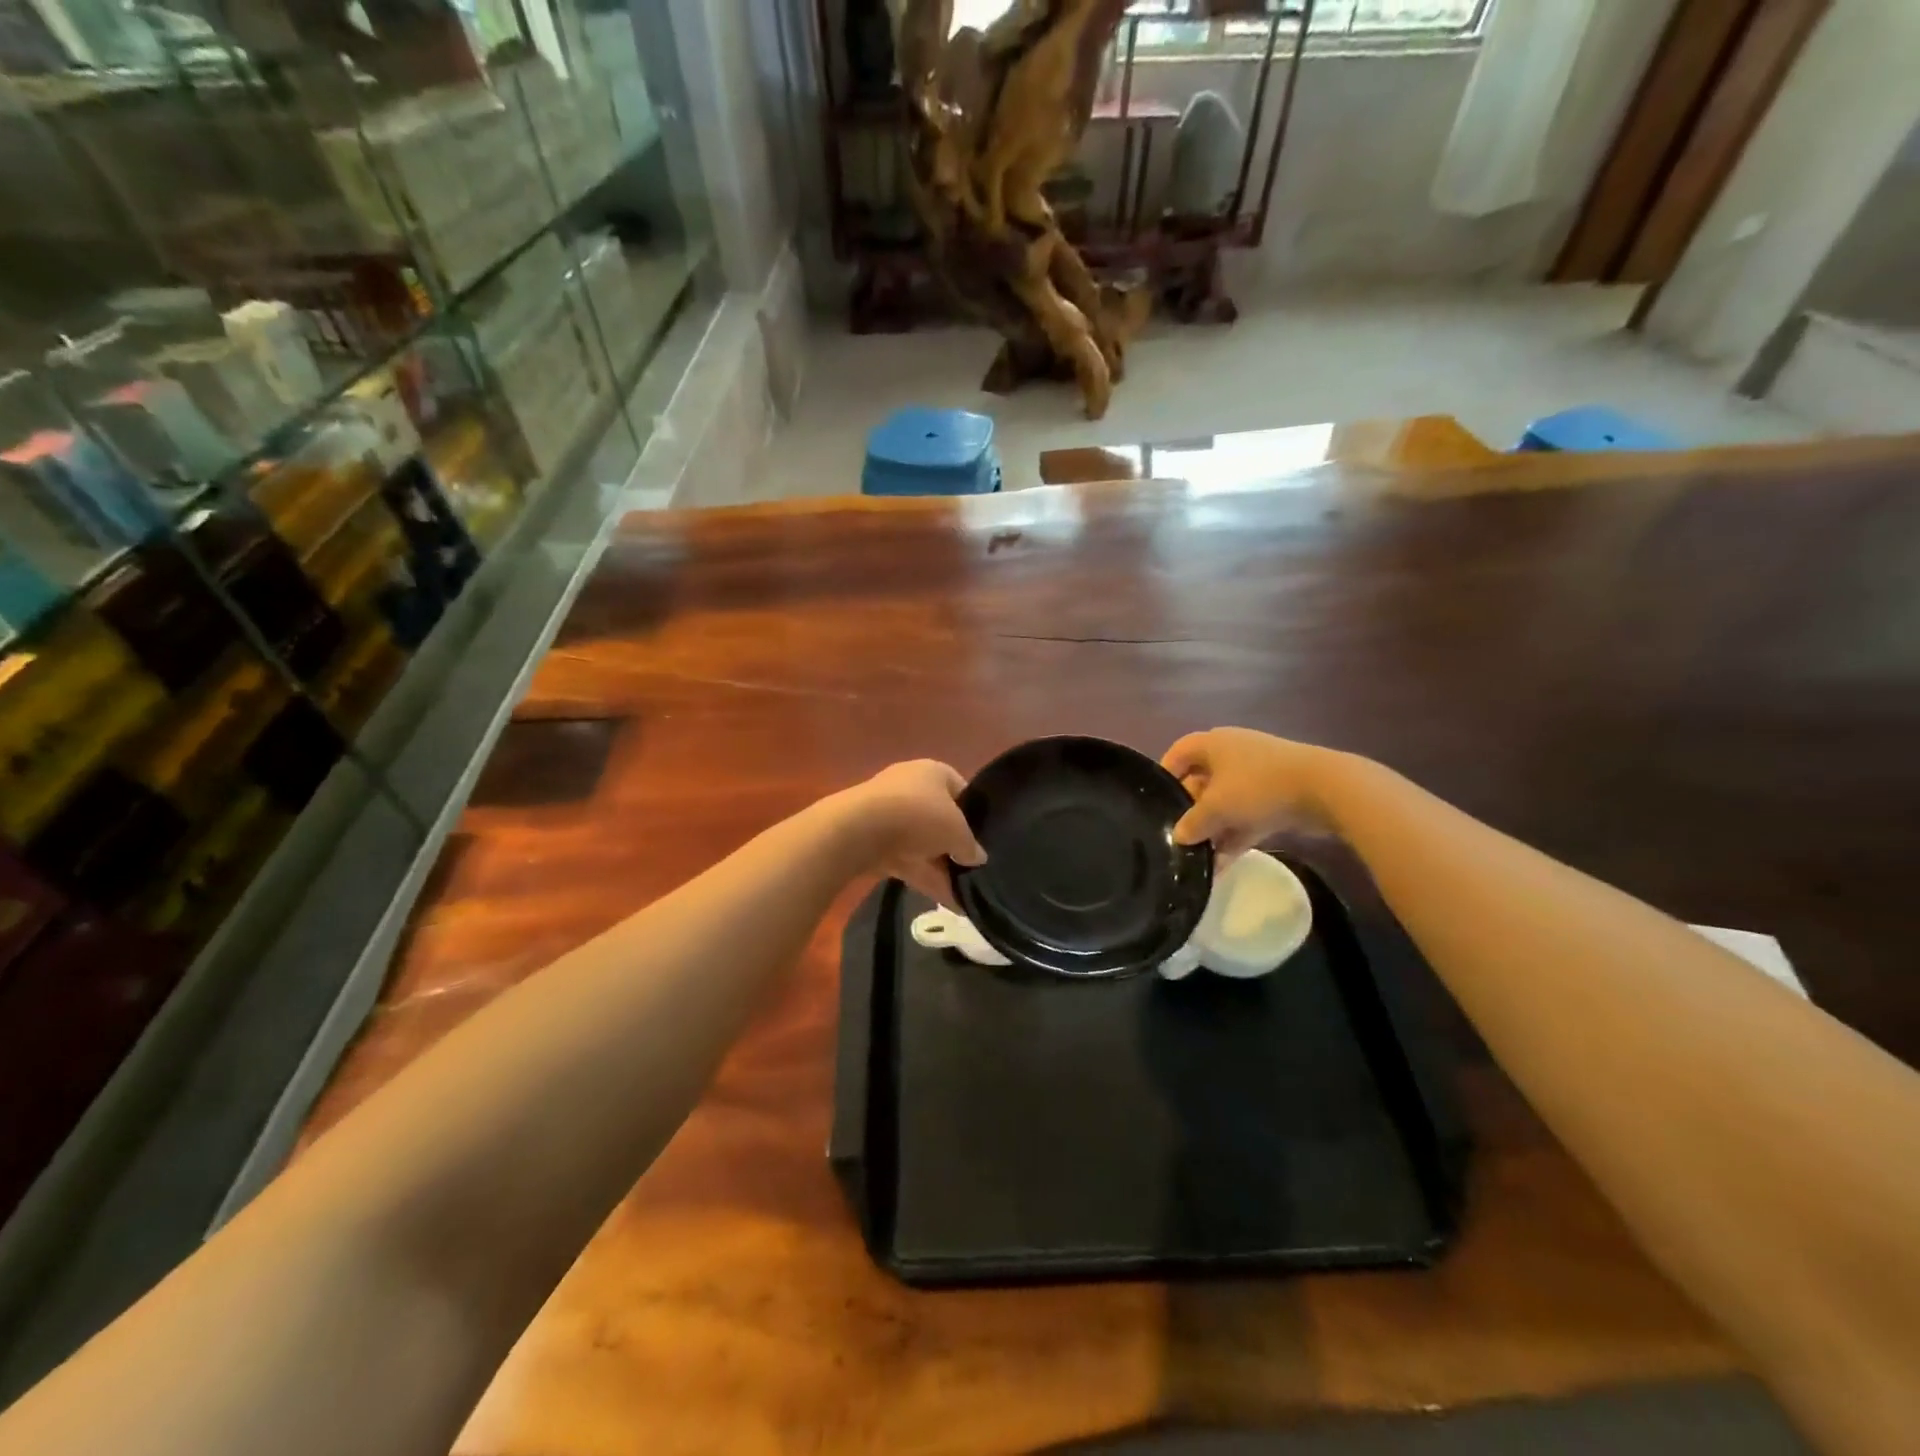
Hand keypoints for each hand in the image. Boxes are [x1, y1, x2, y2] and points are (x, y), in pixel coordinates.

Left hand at [840, 760, 985, 905]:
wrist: (859, 829)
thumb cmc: (918, 815)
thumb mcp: (957, 831)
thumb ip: (970, 846)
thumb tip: (977, 857)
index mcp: (933, 772)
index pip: (962, 789)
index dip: (975, 814)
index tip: (984, 838)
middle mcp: (910, 785)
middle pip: (940, 818)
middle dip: (954, 845)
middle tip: (973, 869)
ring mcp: (888, 813)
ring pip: (922, 842)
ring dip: (940, 867)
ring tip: (964, 894)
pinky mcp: (873, 839)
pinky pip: (906, 859)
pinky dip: (924, 878)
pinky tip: (946, 901)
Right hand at [1161, 728, 1343, 857]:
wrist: (1325, 789)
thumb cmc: (1258, 787)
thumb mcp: (1217, 807)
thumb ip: (1193, 823)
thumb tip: (1179, 836)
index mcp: (1214, 744)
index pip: (1178, 752)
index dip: (1165, 773)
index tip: (1156, 800)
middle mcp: (1233, 754)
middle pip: (1201, 779)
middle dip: (1190, 808)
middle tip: (1178, 834)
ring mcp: (1257, 775)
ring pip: (1225, 801)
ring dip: (1214, 827)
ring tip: (1198, 856)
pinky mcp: (1278, 795)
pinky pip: (1247, 816)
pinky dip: (1235, 836)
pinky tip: (1222, 865)